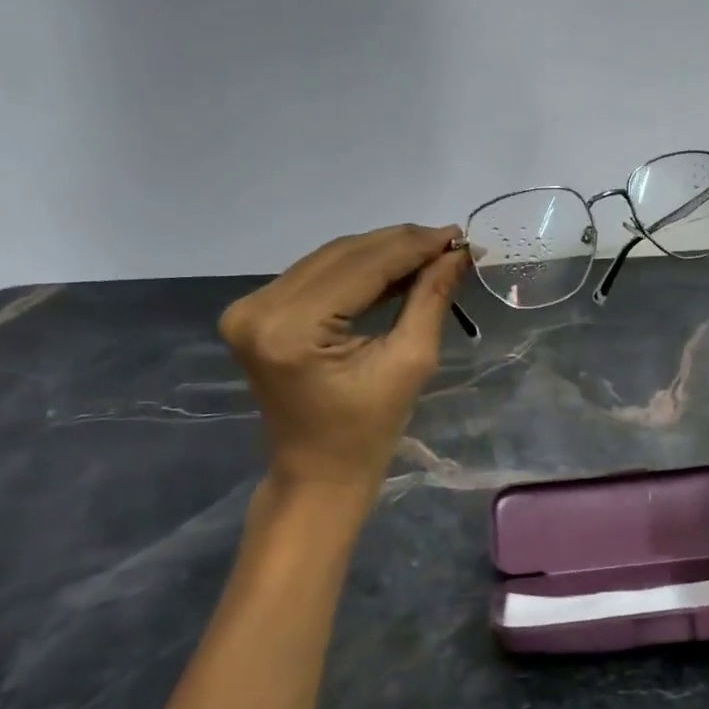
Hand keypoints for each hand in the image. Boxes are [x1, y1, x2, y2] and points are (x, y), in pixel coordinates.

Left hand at [219, 224, 468, 498]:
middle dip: (400, 244)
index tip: (458, 235)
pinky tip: (395, 267)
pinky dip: (357, 269)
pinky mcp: (254, 312)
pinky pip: (316, 274)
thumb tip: (457, 253)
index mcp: (292, 329)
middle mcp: (259, 308)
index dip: (414, 247)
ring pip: (330, 258)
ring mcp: (250, 308)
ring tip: (430, 251)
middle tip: (449, 241)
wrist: (318, 472)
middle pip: (343, 255)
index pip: (363, 267)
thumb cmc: (369, 431)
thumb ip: (430, 298)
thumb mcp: (410, 362)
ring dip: (381, 252)